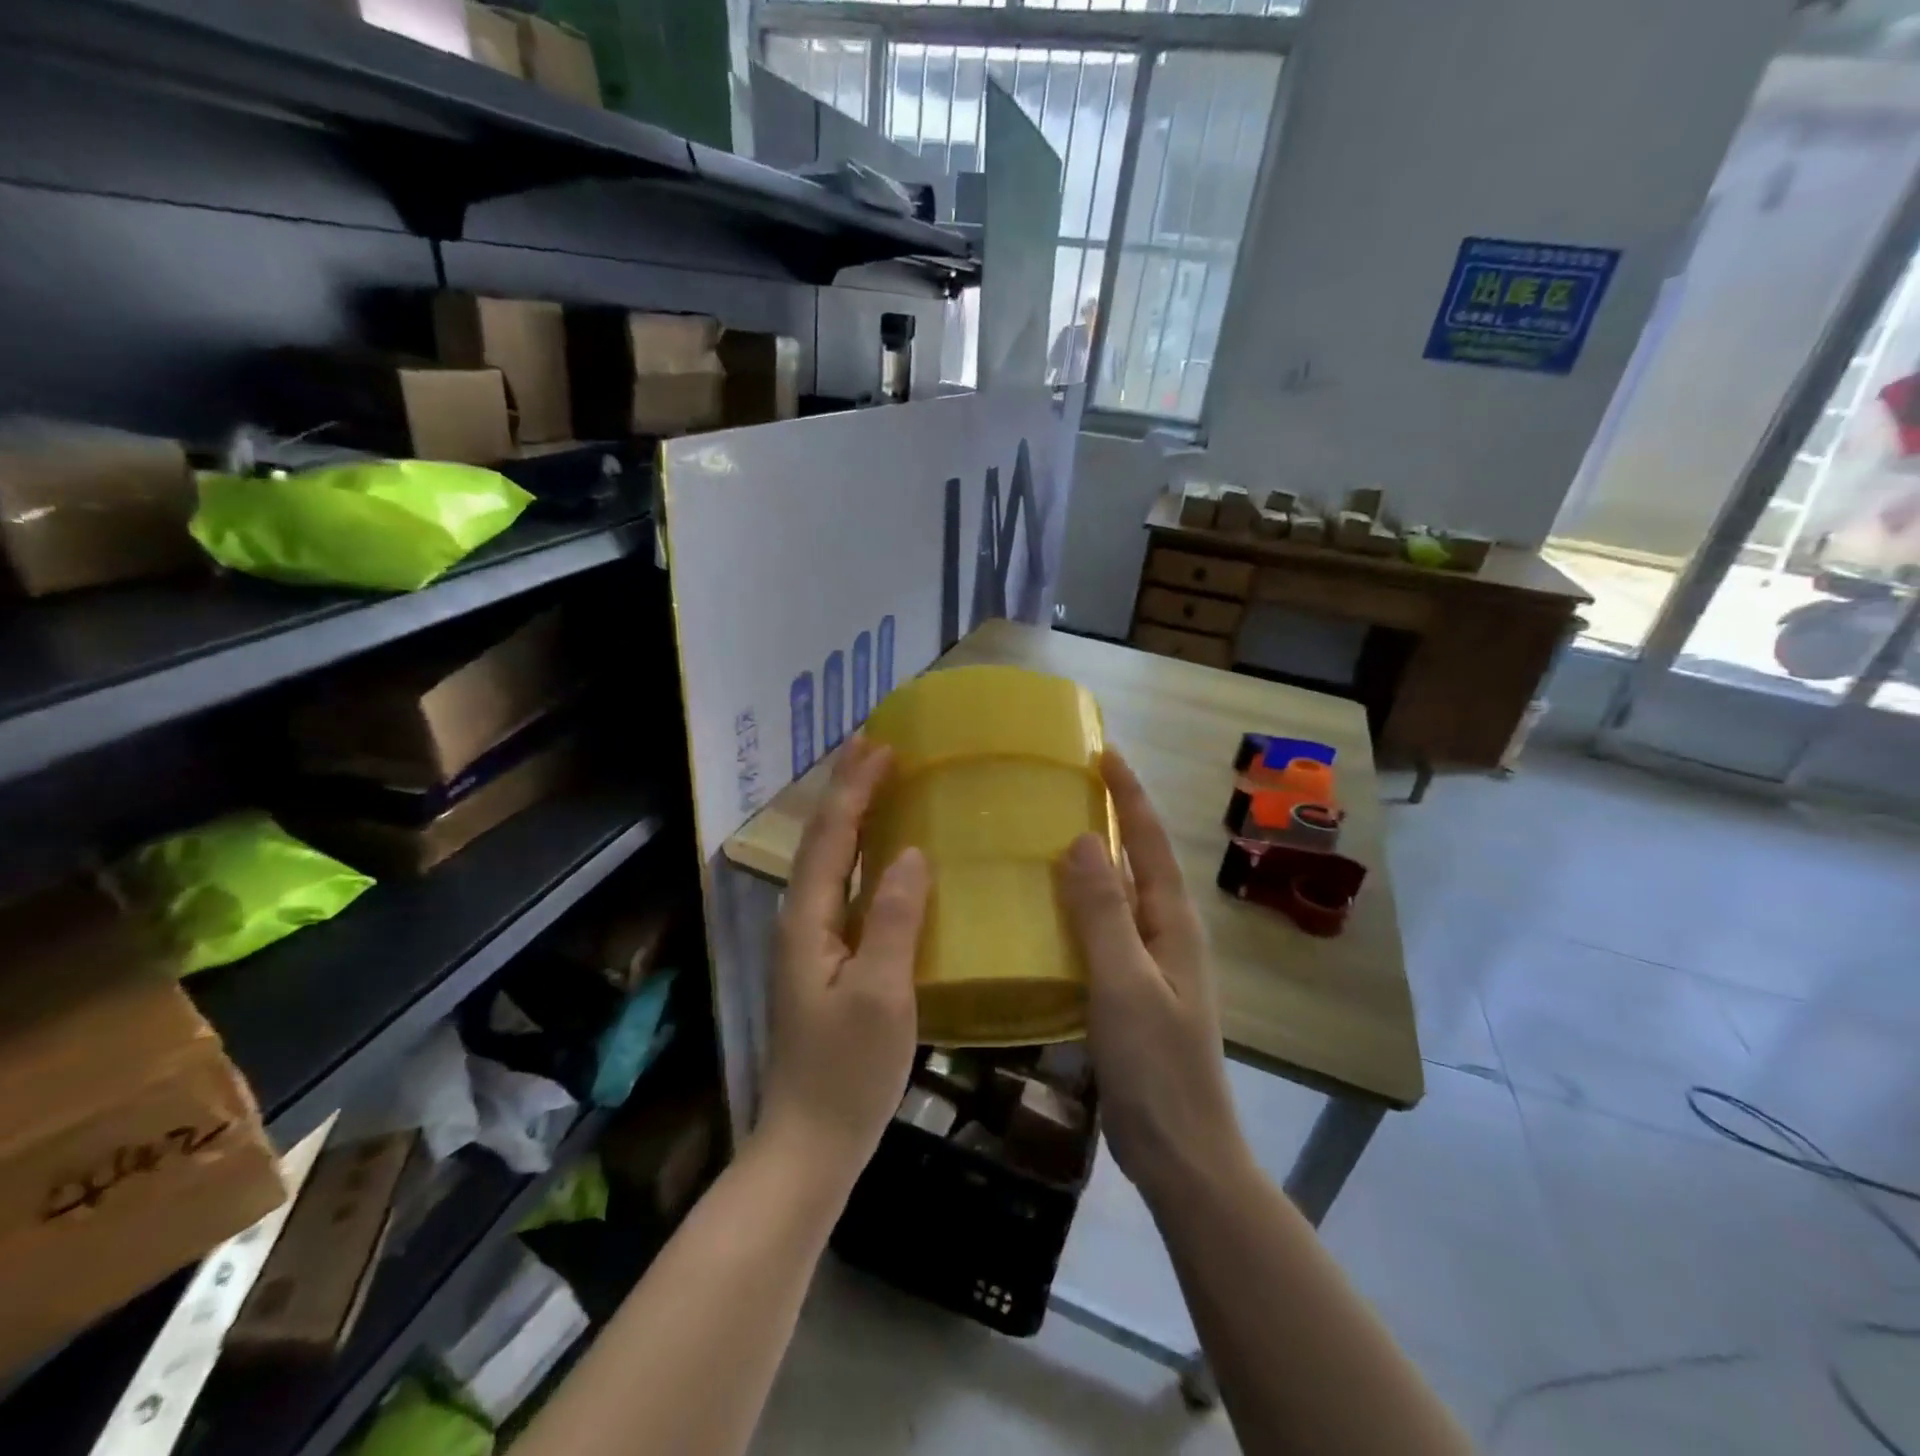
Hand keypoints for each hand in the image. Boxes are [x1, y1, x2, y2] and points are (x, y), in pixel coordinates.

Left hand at [760, 736, 929, 1182]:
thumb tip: (913, 853)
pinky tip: (885, 859)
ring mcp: (811, 943)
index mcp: (808, 920)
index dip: (855, 788)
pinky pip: (844, 890)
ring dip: (852, 818)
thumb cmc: (846, 1073)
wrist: (810, 1145)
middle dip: (846, 790)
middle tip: (877, 748)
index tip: (883, 746)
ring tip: (880, 784)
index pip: (831, 836)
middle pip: (822, 840)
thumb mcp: (882, 995)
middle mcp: (801, 921)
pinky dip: (862, 857)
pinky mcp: (826, 963)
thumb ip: (895, 920)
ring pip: (830, 863)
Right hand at [1058, 748, 1249, 1203]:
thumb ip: (1103, 912)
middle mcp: (1168, 933)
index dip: (1128, 795)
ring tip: (1054, 831)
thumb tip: (1080, 839)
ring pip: (1122, 894)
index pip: (1149, 841)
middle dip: (1114, 816)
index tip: (1103, 752)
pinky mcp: (1133, 990)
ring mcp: (1153, 963)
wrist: (1181, 1153)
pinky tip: (1051, 908)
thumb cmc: (1156, 1067)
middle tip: (1072, 783)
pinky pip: (1106, 928)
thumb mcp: (1124, 983)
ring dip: (1097, 858)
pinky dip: (1083, 904)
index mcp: (1173, 923)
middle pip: (1140, 861)